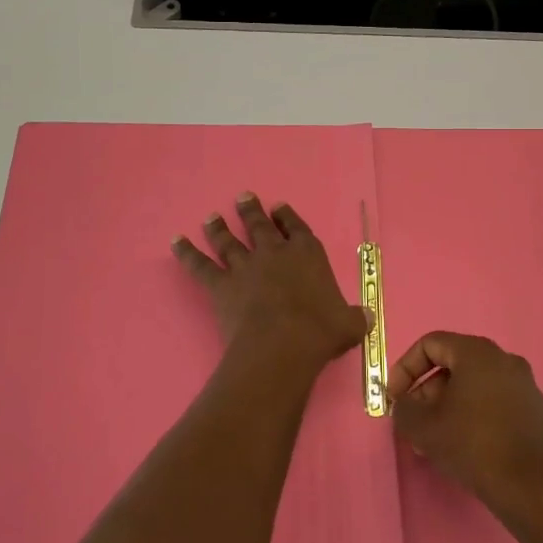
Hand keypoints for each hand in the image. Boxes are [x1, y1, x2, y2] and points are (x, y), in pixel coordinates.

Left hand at [173, 194, 367, 374]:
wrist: (283, 345)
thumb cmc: (320, 331)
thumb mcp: (349, 324)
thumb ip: (355, 317)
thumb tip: (367, 316)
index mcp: (307, 254)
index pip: (296, 229)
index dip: (287, 217)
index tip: (279, 207)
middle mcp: (274, 253)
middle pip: (260, 226)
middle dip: (251, 211)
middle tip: (243, 197)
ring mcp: (245, 266)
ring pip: (228, 241)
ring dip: (219, 227)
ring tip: (211, 216)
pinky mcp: (221, 285)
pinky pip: (200, 265)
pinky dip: (187, 253)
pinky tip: (176, 242)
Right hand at [389, 332, 542, 515]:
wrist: (528, 487)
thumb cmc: (471, 445)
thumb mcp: (422, 426)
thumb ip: (403, 407)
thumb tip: (403, 403)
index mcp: (477, 352)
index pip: (431, 344)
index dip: (405, 367)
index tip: (395, 396)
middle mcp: (504, 359)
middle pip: (453, 364)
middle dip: (426, 391)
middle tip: (414, 420)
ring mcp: (523, 384)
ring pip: (473, 385)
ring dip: (448, 404)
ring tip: (434, 437)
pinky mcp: (534, 410)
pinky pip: (494, 400)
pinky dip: (473, 413)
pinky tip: (463, 443)